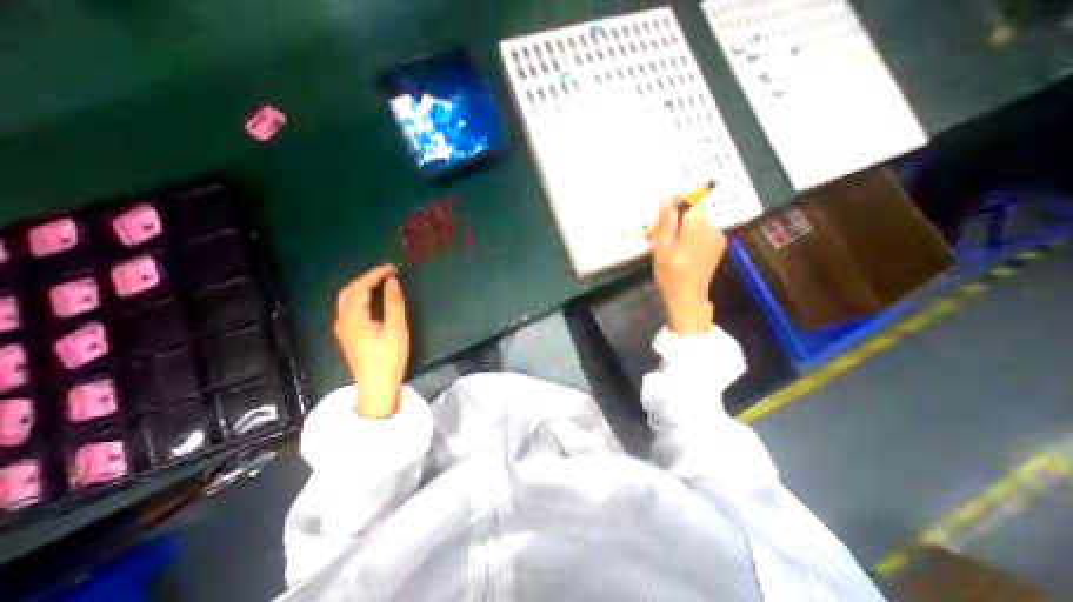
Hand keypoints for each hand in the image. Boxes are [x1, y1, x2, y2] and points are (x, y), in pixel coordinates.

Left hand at [333, 263, 407, 418]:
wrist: (377, 386)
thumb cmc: (389, 357)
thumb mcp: (396, 328)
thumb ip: (393, 303)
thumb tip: (392, 282)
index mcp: (354, 317)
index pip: (360, 288)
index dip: (375, 275)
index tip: (392, 268)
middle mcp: (343, 320)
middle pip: (349, 291)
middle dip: (366, 278)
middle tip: (387, 273)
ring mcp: (342, 329)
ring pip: (347, 300)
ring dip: (362, 287)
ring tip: (380, 283)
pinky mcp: (347, 335)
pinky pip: (349, 308)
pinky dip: (359, 297)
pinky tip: (372, 300)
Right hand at [649, 200, 725, 332]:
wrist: (688, 297)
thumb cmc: (670, 274)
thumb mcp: (662, 248)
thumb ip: (666, 223)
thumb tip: (667, 200)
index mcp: (696, 226)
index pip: (690, 201)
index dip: (676, 201)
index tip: (663, 210)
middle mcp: (712, 228)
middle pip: (694, 212)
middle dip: (679, 218)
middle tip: (664, 235)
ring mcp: (718, 237)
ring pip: (699, 222)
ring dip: (686, 227)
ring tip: (673, 245)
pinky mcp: (719, 246)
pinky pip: (705, 232)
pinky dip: (694, 235)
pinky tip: (685, 249)